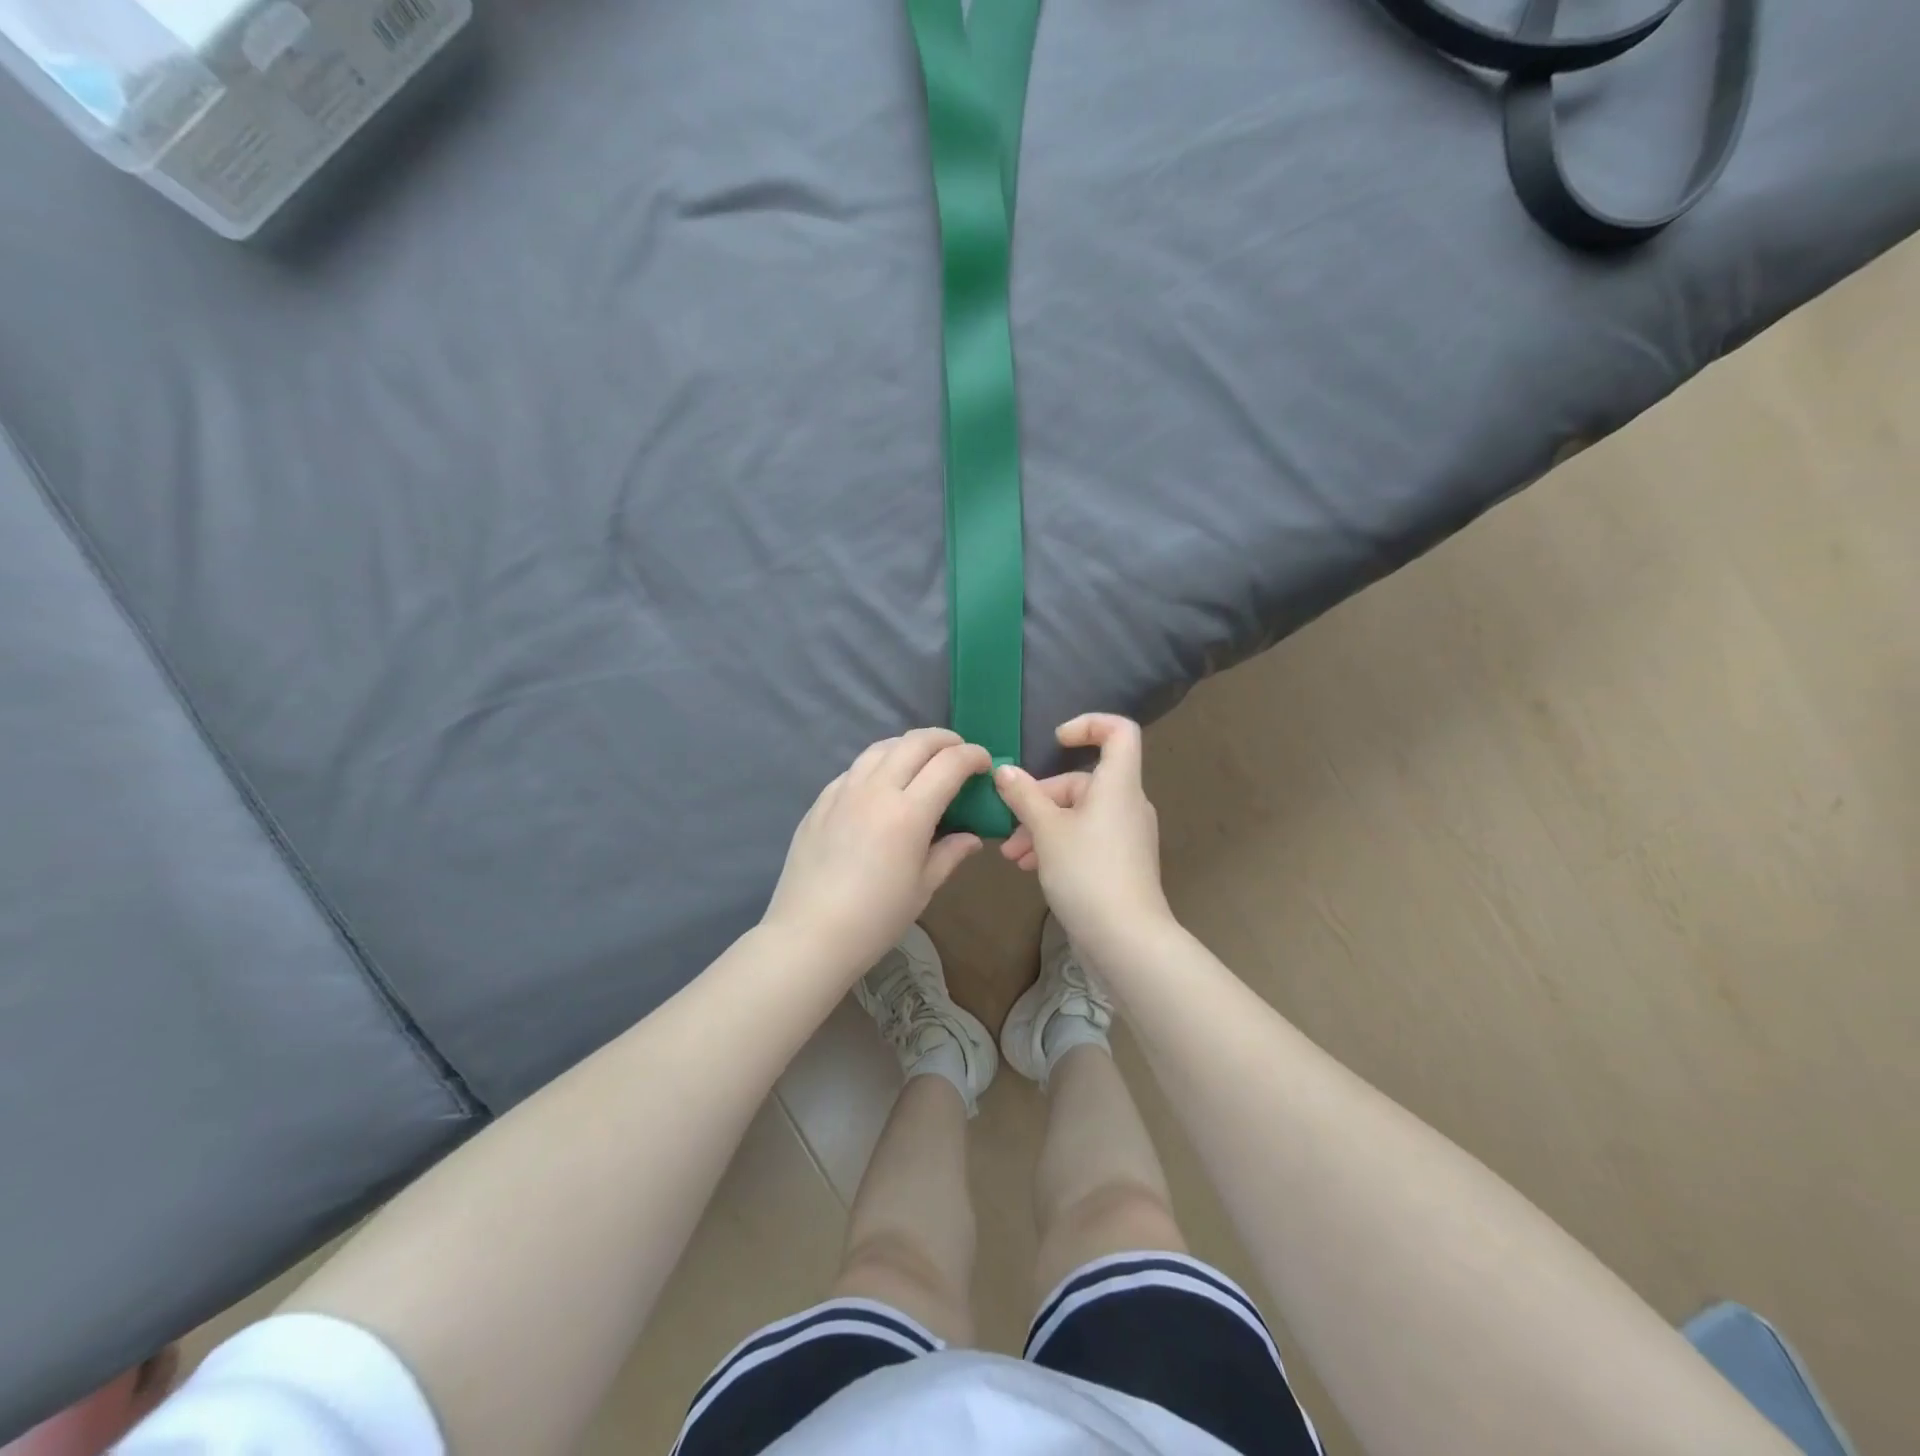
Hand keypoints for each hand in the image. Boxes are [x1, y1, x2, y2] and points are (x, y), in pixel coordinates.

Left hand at [763, 728, 989, 977]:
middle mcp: (876, 790)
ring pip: (881, 747)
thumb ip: (949, 854)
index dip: (973, 756)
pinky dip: (878, 764)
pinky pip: (854, 769)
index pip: (949, 764)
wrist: (810, 934)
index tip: (984, 763)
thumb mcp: (923, 888)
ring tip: (921, 760)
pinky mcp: (820, 801)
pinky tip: (881, 784)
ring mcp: (843, 791)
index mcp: (909, 813)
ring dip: (909, 745)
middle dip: (944, 739)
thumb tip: (972, 837)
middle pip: (915, 742)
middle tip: (959, 752)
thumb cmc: (876, 918)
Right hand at [994, 714, 1172, 958]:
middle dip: (1040, 800)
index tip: (1055, 743)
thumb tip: (1004, 771)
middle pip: (1083, 782)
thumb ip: (1024, 796)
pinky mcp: (1121, 862)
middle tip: (1011, 827)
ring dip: (1043, 827)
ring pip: (1079, 814)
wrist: (1126, 939)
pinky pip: (1087, 838)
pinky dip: (1059, 844)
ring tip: (1013, 856)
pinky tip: (1031, 868)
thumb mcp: (1046, 830)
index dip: (1089, 725)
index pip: (1119, 731)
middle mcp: (1127, 803)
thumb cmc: (1087, 872)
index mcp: (1118, 784)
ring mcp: (1127, 835)